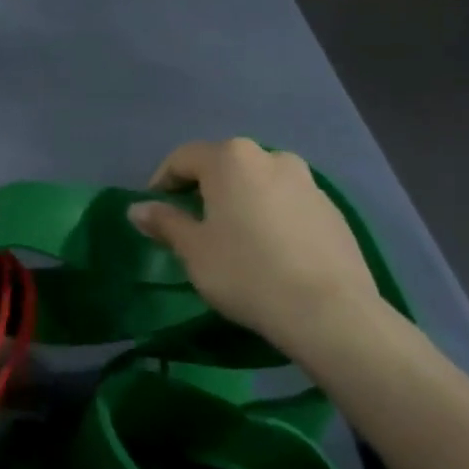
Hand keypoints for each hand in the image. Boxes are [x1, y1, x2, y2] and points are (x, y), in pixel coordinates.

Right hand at [127, 139, 380, 354]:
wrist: (329, 311)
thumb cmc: (245, 271)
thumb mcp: (193, 250)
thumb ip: (164, 222)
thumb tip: (136, 208)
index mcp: (231, 159)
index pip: (183, 158)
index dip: (162, 181)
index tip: (154, 211)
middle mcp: (270, 157)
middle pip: (224, 165)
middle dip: (203, 189)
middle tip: (190, 223)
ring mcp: (307, 182)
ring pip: (258, 183)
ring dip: (239, 201)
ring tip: (231, 237)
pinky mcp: (332, 210)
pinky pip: (287, 203)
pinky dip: (270, 216)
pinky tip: (268, 250)